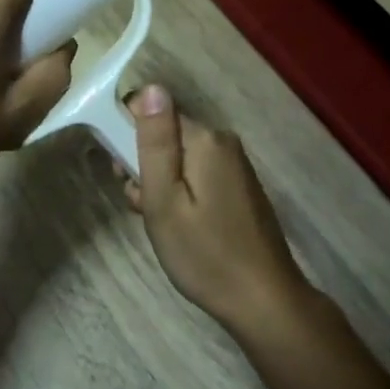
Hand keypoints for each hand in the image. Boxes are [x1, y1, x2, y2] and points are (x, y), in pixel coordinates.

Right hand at [121, 85, 310, 334]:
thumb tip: (151, 87)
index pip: (151, 110)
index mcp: (204, 138)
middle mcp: (222, 141)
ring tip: (160, 221)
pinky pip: (196, 172)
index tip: (125, 174)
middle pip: (165, 134)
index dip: (128, 136)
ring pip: (179, 156)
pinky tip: (180, 224)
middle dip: (144, 163)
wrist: (264, 301)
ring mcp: (234, 163)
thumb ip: (155, 142)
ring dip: (160, 182)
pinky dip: (181, 192)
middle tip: (140, 204)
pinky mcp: (238, 184)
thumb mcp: (164, 200)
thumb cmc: (205, 254)